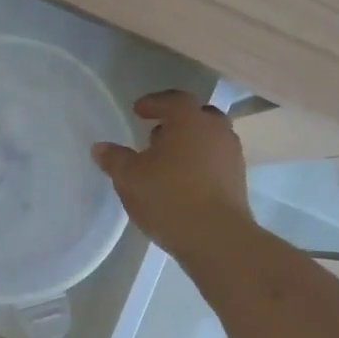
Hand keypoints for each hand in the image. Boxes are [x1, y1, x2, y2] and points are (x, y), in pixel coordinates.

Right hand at [93, 92, 253, 260]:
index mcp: (190, 121)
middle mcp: (216, 131)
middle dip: (177, 122)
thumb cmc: (168, 197)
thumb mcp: (129, 178)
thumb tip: (100, 147)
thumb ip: (114, 159)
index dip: (154, 103)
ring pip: (209, 139)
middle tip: (156, 134)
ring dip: (190, 144)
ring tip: (166, 162)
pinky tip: (182, 182)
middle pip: (198, 116)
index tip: (138, 111)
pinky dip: (200, 164)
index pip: (173, 99)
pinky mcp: (238, 181)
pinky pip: (216, 161)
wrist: (215, 237)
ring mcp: (232, 156)